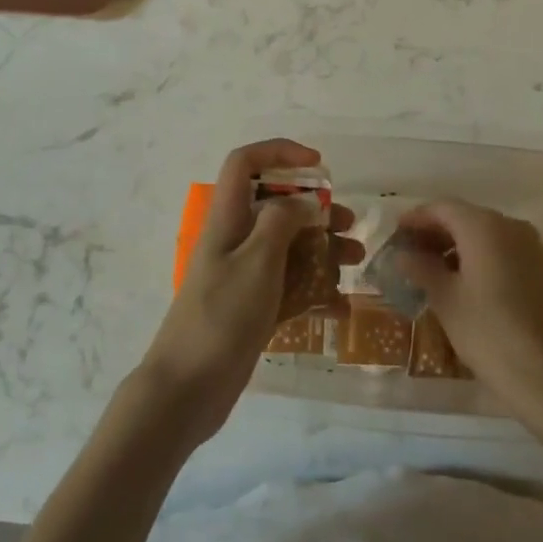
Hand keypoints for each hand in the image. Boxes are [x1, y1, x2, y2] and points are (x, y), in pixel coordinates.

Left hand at [138, 140, 362, 446]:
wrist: (187, 390)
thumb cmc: (221, 317)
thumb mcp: (256, 261)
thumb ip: (281, 222)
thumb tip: (302, 201)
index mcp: (227, 219)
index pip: (245, 163)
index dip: (280, 152)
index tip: (319, 166)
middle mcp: (235, 240)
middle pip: (275, 206)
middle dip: (315, 210)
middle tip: (349, 225)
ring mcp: (242, 276)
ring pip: (287, 247)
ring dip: (322, 250)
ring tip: (355, 263)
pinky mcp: (251, 308)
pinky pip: (288, 288)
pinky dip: (314, 291)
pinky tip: (341, 308)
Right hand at [396, 200, 542, 421]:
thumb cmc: (488, 332)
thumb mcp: (446, 299)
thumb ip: (422, 269)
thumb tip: (404, 255)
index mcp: (484, 227)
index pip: (443, 208)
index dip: (417, 218)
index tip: (397, 233)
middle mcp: (512, 227)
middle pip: (467, 218)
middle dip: (438, 232)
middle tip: (413, 253)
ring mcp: (535, 247)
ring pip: (490, 235)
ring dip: (462, 246)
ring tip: (438, 270)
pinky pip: (508, 252)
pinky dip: (485, 258)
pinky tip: (471, 283)